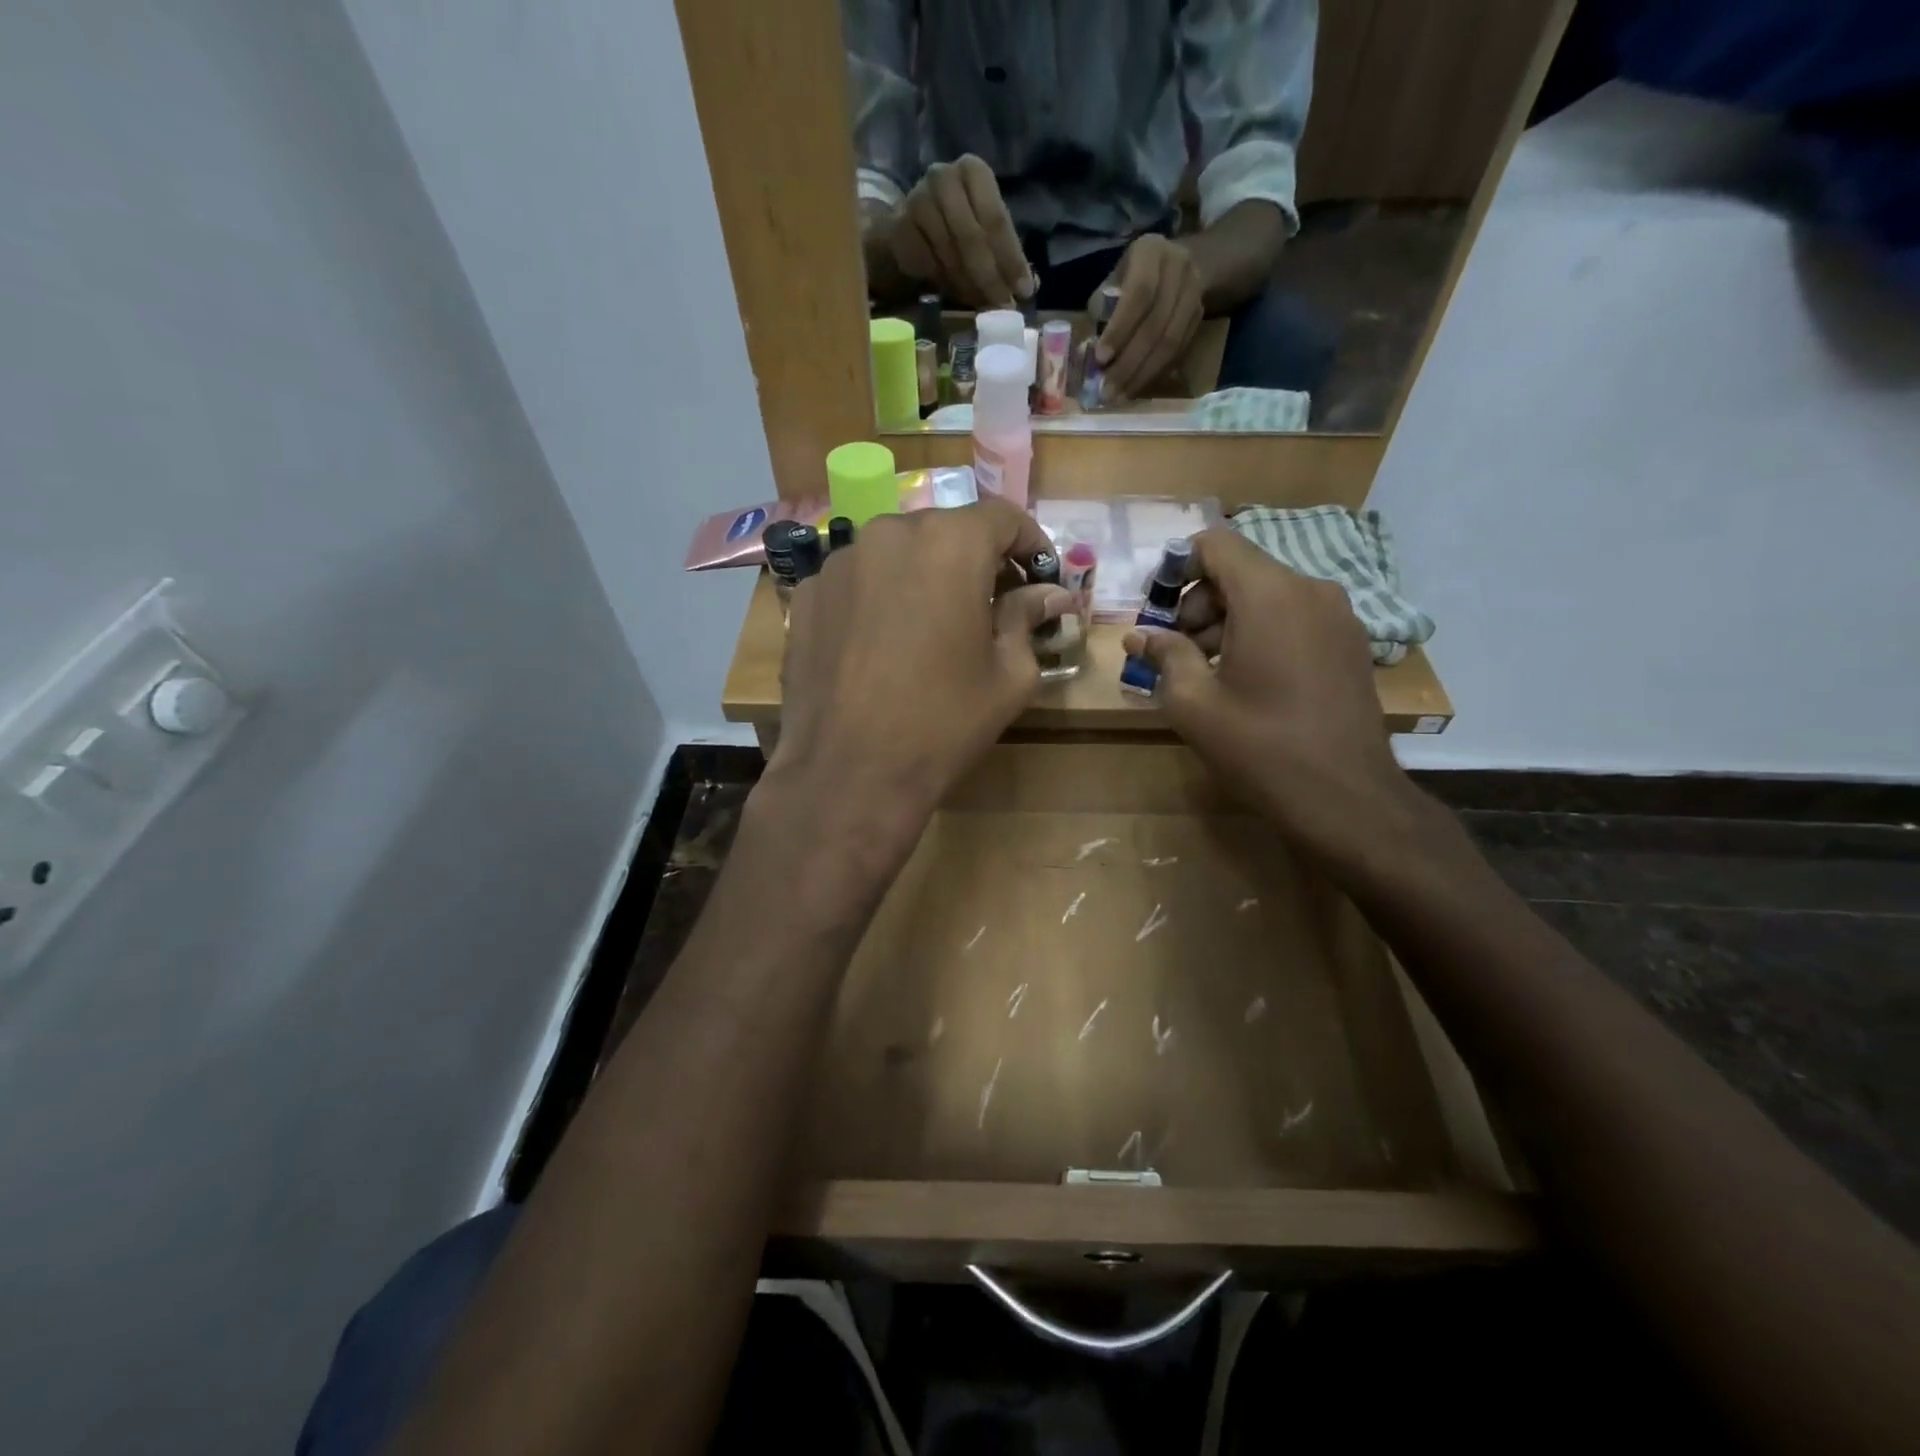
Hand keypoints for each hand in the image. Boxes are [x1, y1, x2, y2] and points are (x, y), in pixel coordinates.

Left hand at [767, 498, 1068, 859]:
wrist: (848, 773)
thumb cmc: (943, 723)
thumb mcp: (1008, 675)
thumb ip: (1029, 619)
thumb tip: (1051, 594)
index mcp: (950, 544)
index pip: (1002, 517)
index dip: (1029, 544)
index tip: (1040, 577)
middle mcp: (889, 534)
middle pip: (946, 531)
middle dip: (976, 560)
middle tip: (992, 605)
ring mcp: (839, 562)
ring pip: (897, 552)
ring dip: (924, 576)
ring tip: (933, 626)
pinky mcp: (806, 595)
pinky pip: (858, 581)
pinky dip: (880, 597)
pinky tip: (884, 644)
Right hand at [882, 156, 1033, 308]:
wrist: (906, 229)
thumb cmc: (953, 229)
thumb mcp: (984, 230)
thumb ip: (1006, 253)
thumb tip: (1029, 285)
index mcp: (973, 172)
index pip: (996, 219)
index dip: (1011, 259)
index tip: (1024, 292)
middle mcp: (944, 178)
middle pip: (972, 237)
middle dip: (990, 277)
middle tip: (1002, 305)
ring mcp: (917, 200)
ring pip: (950, 254)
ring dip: (969, 286)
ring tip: (980, 303)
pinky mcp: (900, 228)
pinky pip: (928, 265)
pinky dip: (944, 284)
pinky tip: (954, 293)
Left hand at [1092, 235, 1203, 402]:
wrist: (1181, 261)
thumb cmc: (1133, 274)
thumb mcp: (1115, 278)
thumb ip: (1103, 309)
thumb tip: (1089, 356)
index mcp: (1151, 252)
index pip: (1140, 293)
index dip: (1120, 329)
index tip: (1100, 359)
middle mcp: (1178, 268)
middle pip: (1156, 324)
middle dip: (1129, 363)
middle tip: (1108, 391)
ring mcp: (1194, 292)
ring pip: (1170, 342)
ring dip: (1143, 375)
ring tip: (1120, 396)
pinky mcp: (1199, 316)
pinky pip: (1178, 351)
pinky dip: (1156, 372)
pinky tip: (1136, 387)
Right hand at [1121, 529, 1415, 859]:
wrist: (1345, 797)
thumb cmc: (1259, 746)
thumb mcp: (1193, 702)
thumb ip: (1164, 655)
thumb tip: (1138, 636)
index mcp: (1269, 595)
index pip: (1215, 543)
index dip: (1177, 566)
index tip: (1157, 608)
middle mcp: (1310, 590)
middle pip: (1241, 570)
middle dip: (1199, 602)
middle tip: (1176, 651)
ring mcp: (1338, 616)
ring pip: (1268, 595)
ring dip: (1229, 620)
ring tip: (1207, 672)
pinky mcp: (1350, 643)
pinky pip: (1295, 617)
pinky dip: (1262, 632)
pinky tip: (1247, 680)